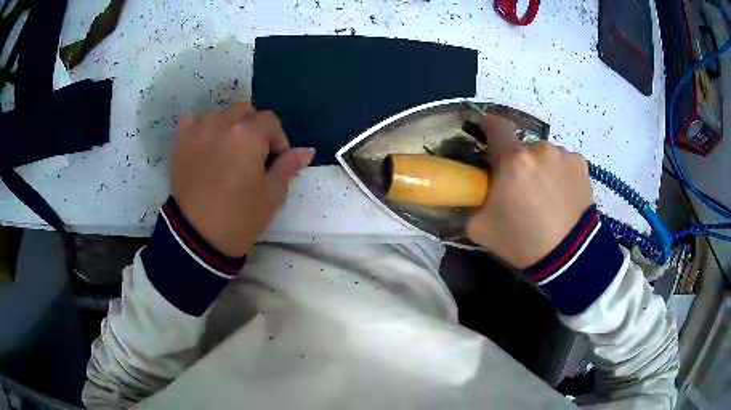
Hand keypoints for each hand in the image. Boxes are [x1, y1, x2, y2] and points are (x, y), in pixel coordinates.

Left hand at [171, 101, 313, 256]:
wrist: (196, 238)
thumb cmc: (239, 218)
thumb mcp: (272, 195)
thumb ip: (288, 166)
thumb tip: (306, 151)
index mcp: (249, 135)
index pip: (271, 121)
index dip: (278, 139)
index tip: (275, 161)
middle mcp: (222, 123)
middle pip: (246, 110)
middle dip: (255, 128)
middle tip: (253, 154)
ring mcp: (198, 130)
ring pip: (221, 113)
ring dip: (230, 125)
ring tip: (228, 150)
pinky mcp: (180, 142)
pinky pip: (194, 120)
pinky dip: (203, 127)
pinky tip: (206, 143)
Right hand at [466, 115, 593, 268]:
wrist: (569, 257)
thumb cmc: (522, 240)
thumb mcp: (480, 228)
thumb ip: (473, 202)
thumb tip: (475, 192)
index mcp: (512, 160)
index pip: (495, 126)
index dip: (488, 125)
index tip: (486, 130)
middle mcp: (540, 149)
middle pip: (523, 148)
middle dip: (519, 162)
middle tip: (522, 188)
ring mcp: (564, 155)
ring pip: (546, 155)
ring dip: (542, 168)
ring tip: (548, 197)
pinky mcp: (581, 165)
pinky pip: (565, 163)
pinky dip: (561, 174)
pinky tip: (564, 196)